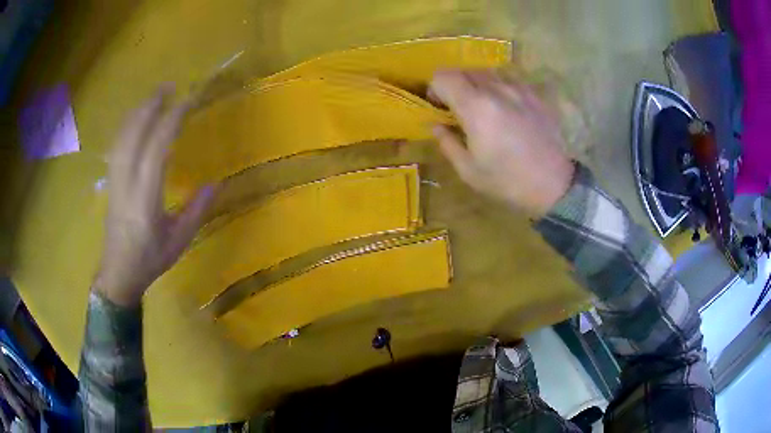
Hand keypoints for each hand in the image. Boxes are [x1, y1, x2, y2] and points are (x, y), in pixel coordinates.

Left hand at [95, 86, 216, 306]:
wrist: (118, 273)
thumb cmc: (149, 260)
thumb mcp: (179, 241)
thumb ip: (196, 210)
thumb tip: (215, 183)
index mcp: (145, 198)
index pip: (157, 147)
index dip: (172, 119)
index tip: (188, 101)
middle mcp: (127, 183)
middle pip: (135, 134)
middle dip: (151, 106)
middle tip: (169, 86)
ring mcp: (115, 180)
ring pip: (123, 136)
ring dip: (138, 111)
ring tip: (154, 96)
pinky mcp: (111, 181)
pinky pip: (117, 145)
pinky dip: (127, 125)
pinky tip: (135, 119)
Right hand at [429, 69, 574, 216]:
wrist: (555, 185)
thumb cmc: (508, 181)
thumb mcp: (469, 170)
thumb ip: (447, 142)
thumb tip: (436, 125)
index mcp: (476, 107)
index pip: (443, 76)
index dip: (435, 89)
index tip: (439, 107)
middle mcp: (496, 89)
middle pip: (464, 70)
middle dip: (455, 85)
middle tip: (458, 108)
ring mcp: (518, 88)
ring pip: (487, 73)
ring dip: (477, 86)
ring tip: (484, 109)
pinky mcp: (534, 94)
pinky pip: (508, 81)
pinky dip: (499, 89)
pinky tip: (507, 111)